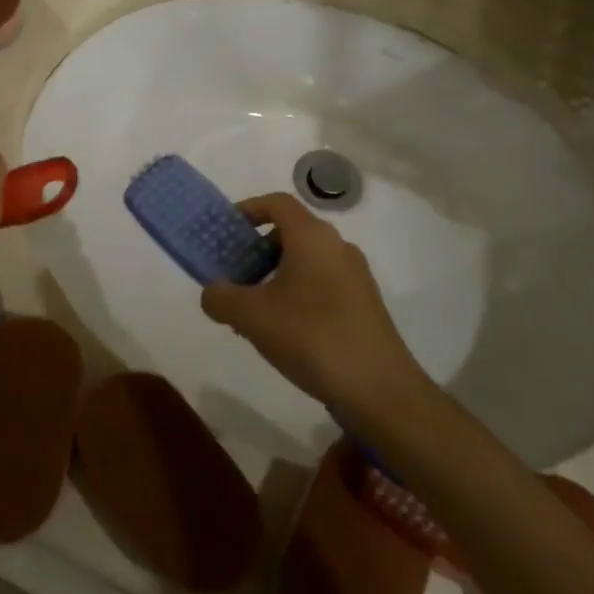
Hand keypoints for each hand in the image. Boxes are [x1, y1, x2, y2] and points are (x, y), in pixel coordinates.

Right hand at [199, 193, 426, 419]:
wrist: (380, 390)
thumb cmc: (312, 337)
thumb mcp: (251, 317)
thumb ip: (221, 297)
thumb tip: (213, 292)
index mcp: (313, 237)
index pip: (277, 203)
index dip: (247, 209)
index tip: (224, 232)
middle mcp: (337, 247)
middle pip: (290, 233)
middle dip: (256, 250)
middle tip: (232, 276)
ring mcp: (355, 277)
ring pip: (305, 262)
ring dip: (273, 276)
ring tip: (251, 311)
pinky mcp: (363, 305)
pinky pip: (320, 285)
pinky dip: (295, 294)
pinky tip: (281, 331)